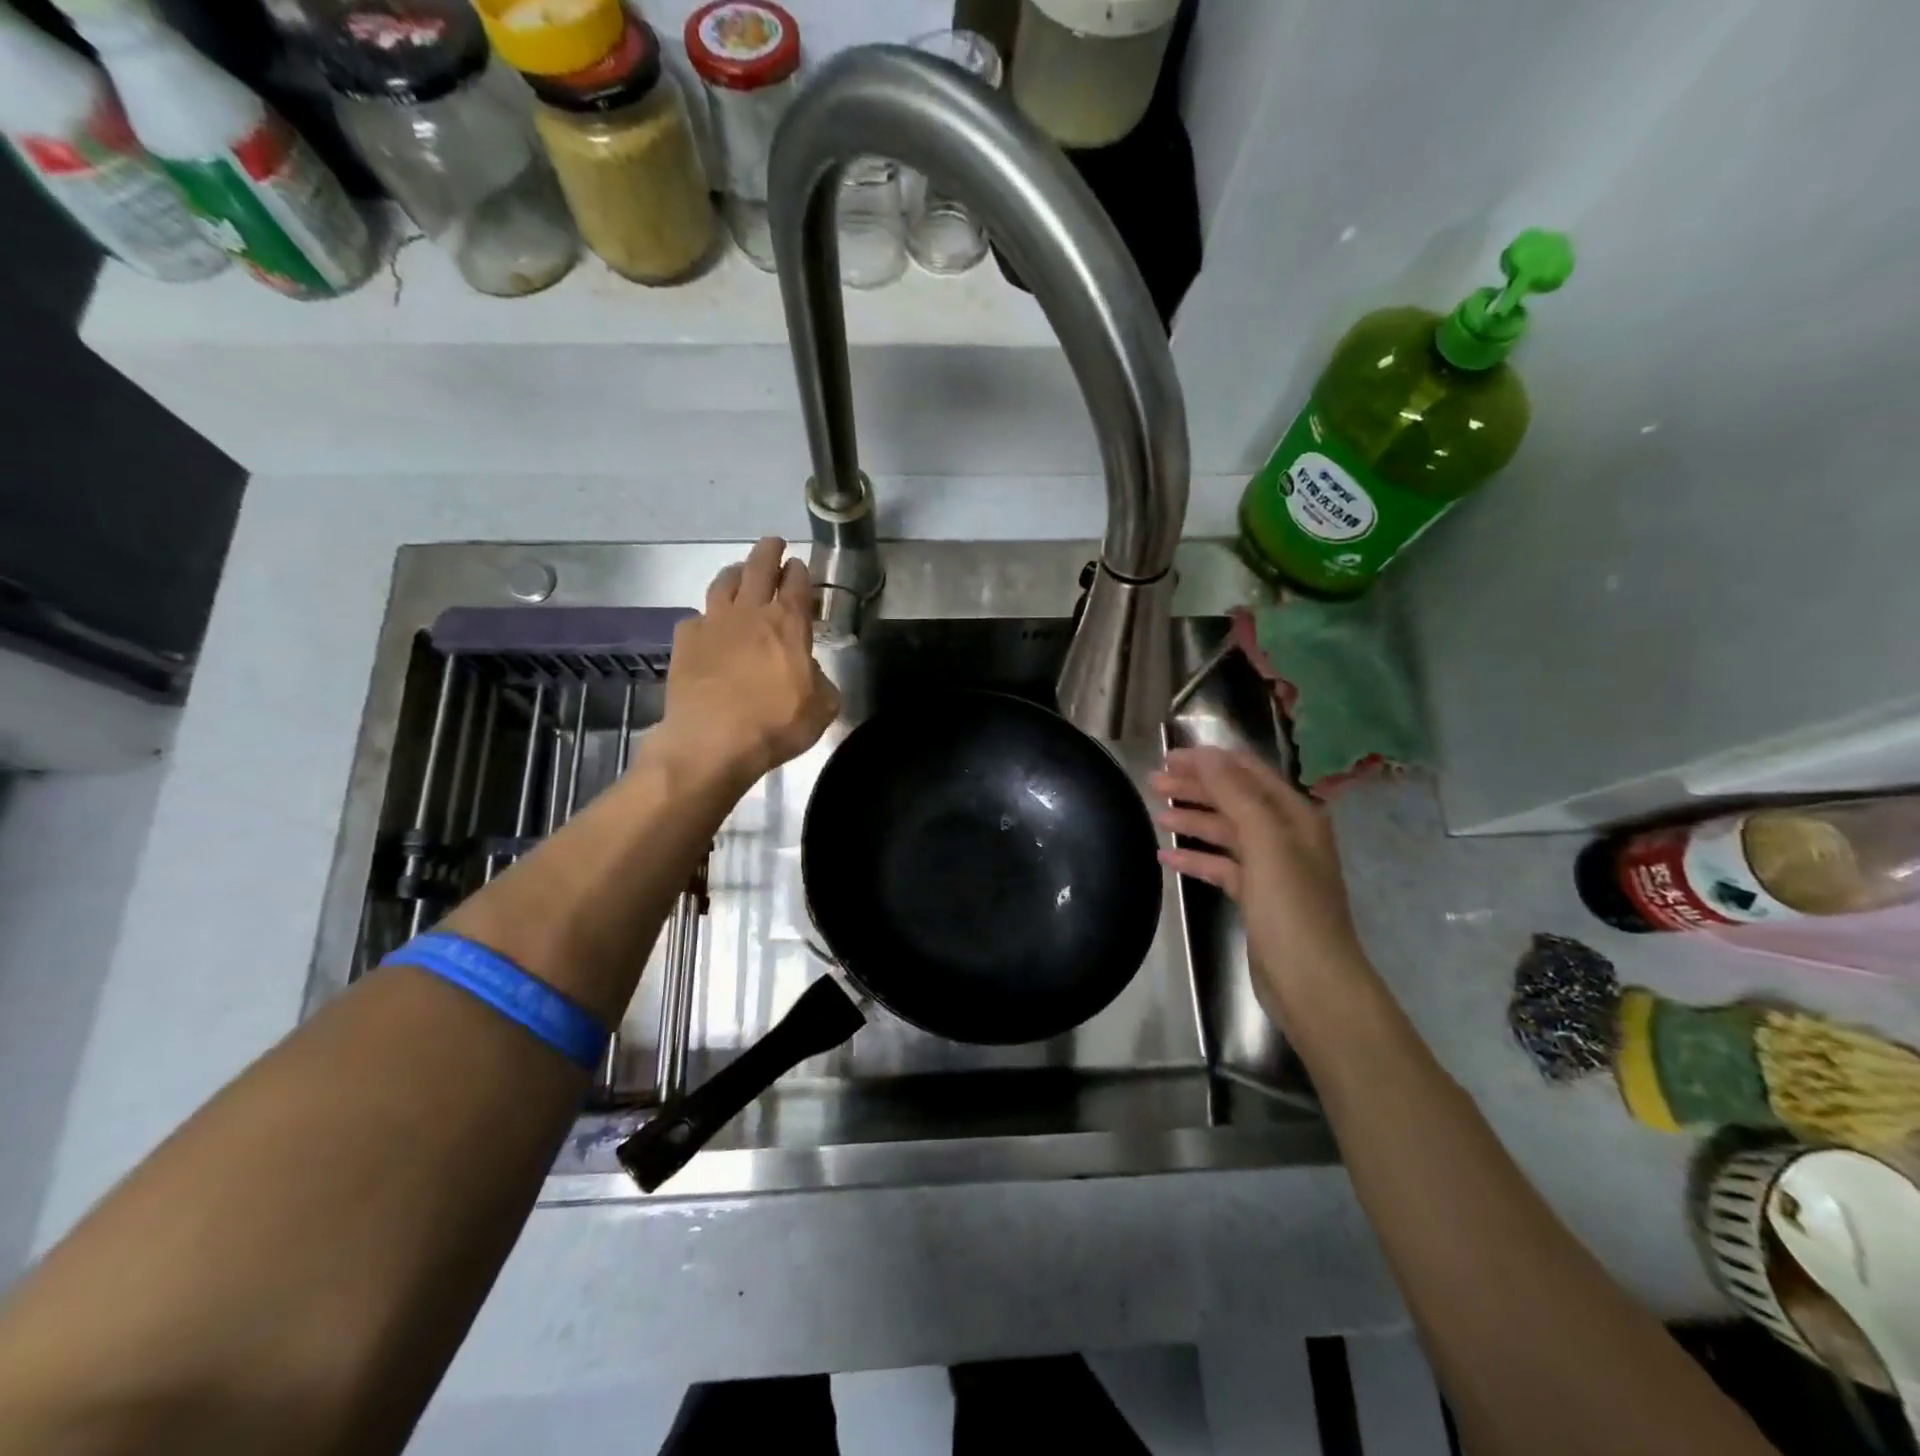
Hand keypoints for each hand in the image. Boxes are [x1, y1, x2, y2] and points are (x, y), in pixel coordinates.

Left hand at [659, 538, 839, 782]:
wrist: (711, 741)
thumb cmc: (775, 724)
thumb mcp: (822, 708)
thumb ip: (821, 681)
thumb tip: (810, 673)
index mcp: (788, 623)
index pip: (797, 583)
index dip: (800, 571)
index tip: (800, 565)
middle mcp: (750, 613)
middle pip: (758, 567)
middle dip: (768, 552)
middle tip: (774, 543)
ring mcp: (713, 623)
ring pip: (723, 582)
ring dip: (735, 572)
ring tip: (739, 572)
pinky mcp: (685, 641)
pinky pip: (697, 617)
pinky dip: (706, 616)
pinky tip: (708, 624)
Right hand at [1151, 747, 1368, 1022]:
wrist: (1312, 983)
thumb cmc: (1291, 908)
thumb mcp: (1264, 842)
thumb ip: (1234, 794)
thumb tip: (1206, 755)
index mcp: (1294, 815)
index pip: (1247, 773)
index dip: (1209, 761)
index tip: (1168, 757)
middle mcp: (1285, 835)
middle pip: (1234, 800)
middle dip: (1195, 788)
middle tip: (1153, 782)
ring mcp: (1271, 868)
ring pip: (1225, 833)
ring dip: (1193, 820)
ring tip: (1156, 814)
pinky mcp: (1256, 897)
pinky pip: (1221, 866)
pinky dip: (1196, 858)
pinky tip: (1166, 857)